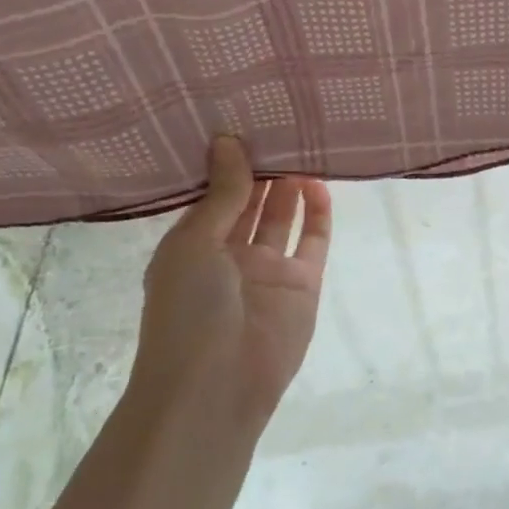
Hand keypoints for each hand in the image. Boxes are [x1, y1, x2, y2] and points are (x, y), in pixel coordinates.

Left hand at [136, 137, 331, 418]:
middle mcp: (230, 254)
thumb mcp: (195, 244)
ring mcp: (269, 270)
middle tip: (281, 125)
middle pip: (250, 203)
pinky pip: (312, 242)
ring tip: (303, 145)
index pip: (213, 195)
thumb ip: (222, 195)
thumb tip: (229, 140)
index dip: (228, 163)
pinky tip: (320, 184)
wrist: (216, 385)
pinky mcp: (303, 284)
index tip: (245, 123)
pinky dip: (318, 214)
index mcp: (193, 245)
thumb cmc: (188, 310)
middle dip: (263, 170)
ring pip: (283, 218)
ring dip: (291, 187)